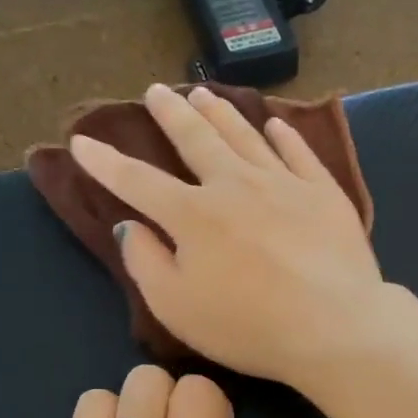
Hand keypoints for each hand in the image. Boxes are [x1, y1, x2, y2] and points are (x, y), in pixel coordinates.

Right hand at [69, 83, 388, 385]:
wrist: (334, 326)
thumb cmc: (249, 326)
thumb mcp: (177, 308)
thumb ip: (146, 263)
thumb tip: (129, 225)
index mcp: (192, 215)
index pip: (138, 181)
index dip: (106, 162)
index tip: (83, 141)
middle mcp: (234, 185)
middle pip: (196, 139)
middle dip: (171, 114)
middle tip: (156, 91)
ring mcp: (283, 183)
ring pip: (244, 136)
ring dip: (221, 113)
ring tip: (204, 93)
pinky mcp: (323, 192)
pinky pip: (298, 152)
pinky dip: (283, 135)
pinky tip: (275, 125)